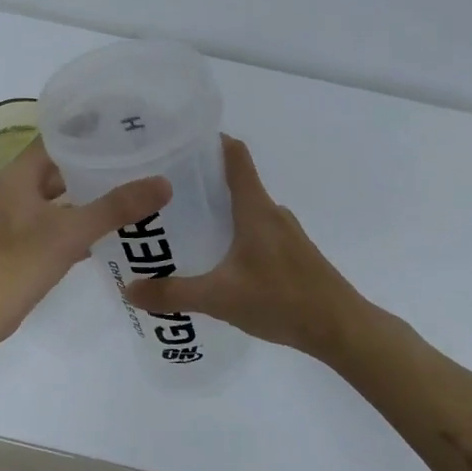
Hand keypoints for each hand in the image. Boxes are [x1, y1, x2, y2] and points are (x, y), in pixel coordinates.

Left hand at [0, 139, 171, 345]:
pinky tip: (107, 234)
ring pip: (58, 198)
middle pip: (59, 168)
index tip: (125, 130)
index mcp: (19, 175)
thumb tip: (163, 183)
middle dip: (94, 166)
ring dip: (88, 197)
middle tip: (136, 162)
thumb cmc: (18, 263)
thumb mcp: (71, 232)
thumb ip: (115, 207)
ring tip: (129, 193)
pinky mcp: (20, 246)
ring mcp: (15, 219)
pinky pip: (55, 225)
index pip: (56, 138)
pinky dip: (78, 225)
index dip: (88, 132)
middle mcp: (15, 190)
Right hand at [123, 137, 368, 358]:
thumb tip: (129, 290)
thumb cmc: (282, 301)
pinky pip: (255, 230)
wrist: (342, 329)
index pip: (235, 155)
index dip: (209, 141)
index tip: (177, 142)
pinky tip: (215, 259)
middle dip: (199, 181)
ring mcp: (285, 233)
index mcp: (255, 209)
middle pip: (234, 181)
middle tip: (160, 191)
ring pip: (244, 209)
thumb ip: (173, 294)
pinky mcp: (291, 253)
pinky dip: (232, 233)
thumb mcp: (220, 298)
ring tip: (181, 225)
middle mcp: (271, 212)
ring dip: (216, 210)